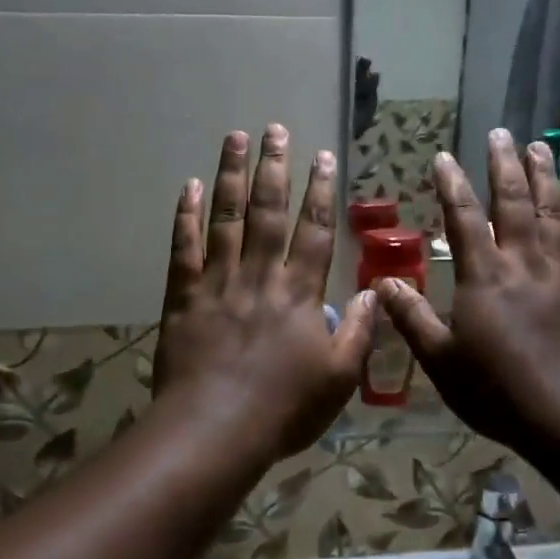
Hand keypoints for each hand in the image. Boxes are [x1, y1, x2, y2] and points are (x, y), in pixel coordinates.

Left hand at [152, 125, 376, 460]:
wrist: (214, 429)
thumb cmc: (283, 409)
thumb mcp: (338, 379)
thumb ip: (359, 333)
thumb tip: (375, 293)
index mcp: (300, 294)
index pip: (315, 232)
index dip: (320, 192)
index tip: (323, 157)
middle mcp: (260, 277)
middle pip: (268, 213)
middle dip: (275, 168)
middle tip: (276, 129)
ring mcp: (218, 283)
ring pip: (226, 219)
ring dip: (231, 176)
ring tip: (236, 138)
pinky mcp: (184, 297)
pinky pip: (183, 248)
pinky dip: (186, 216)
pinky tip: (189, 187)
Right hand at [377, 129, 559, 450]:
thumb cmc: (494, 391)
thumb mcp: (440, 360)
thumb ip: (411, 318)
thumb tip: (382, 283)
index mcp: (483, 278)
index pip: (464, 220)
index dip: (452, 185)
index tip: (444, 157)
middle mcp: (523, 265)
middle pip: (514, 204)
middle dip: (505, 166)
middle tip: (501, 133)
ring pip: (553, 214)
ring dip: (546, 177)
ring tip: (541, 147)